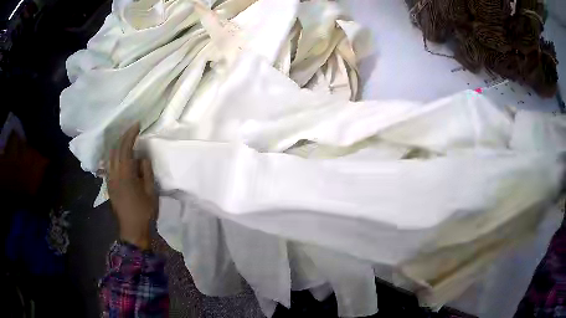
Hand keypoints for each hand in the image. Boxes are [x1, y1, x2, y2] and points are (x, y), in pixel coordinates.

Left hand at [108, 123, 156, 249]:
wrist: (132, 230)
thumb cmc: (144, 212)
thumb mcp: (151, 191)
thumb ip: (146, 171)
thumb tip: (141, 157)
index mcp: (125, 175)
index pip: (125, 148)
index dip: (130, 134)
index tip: (137, 125)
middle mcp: (114, 174)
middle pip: (115, 150)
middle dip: (123, 137)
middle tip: (132, 130)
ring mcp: (110, 180)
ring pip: (110, 157)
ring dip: (117, 145)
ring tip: (126, 140)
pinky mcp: (109, 186)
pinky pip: (109, 165)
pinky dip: (114, 155)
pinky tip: (119, 155)